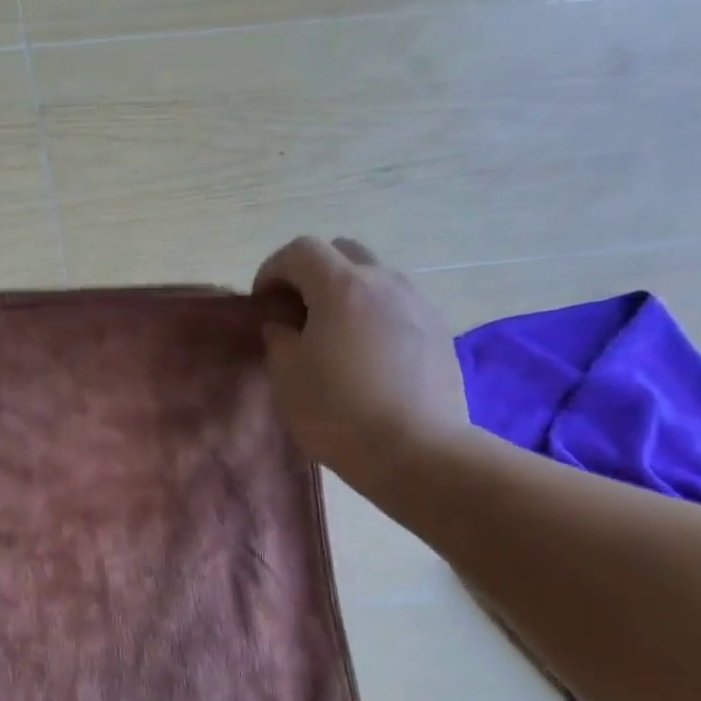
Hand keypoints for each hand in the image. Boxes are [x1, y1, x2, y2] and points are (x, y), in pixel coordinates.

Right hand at [253, 236, 468, 487]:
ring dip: (347, 294)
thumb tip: (284, 324)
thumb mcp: (287, 375)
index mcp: (342, 287)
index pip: (300, 250)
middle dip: (313, 272)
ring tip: (333, 336)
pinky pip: (398, 307)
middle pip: (343, 252)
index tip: (262, 301)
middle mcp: (384, 282)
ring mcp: (418, 304)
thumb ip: (279, 338)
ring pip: (375, 278)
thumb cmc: (336, 410)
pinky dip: (374, 316)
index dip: (273, 269)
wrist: (414, 449)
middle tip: (296, 311)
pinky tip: (366, 358)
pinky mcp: (438, 331)